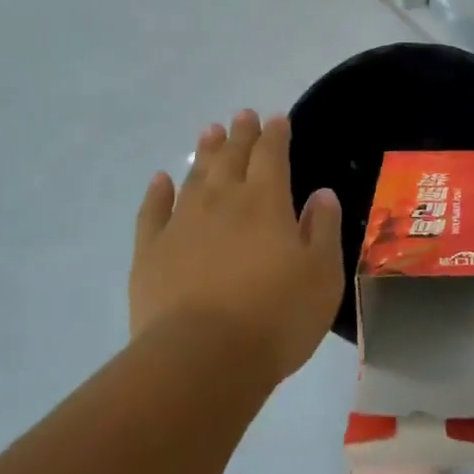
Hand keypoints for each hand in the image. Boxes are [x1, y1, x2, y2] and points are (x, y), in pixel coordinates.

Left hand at [131, 110, 343, 383]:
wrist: (202, 358)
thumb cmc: (275, 316)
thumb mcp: (322, 274)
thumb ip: (322, 228)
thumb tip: (322, 193)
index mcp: (266, 202)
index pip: (272, 155)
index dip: (275, 134)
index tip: (276, 118)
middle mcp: (223, 201)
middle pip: (232, 157)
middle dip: (240, 134)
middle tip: (242, 115)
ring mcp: (182, 223)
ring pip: (195, 175)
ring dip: (204, 152)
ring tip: (210, 131)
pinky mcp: (151, 251)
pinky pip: (153, 210)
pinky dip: (158, 191)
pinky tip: (160, 179)